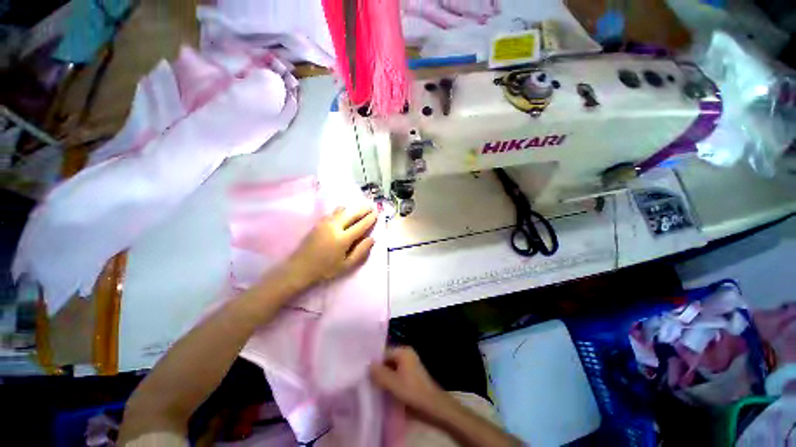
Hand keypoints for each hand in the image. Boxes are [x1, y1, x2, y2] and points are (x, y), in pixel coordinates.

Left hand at [286, 206, 377, 286]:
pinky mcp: (318, 223)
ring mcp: (325, 223)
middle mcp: (334, 227)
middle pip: (352, 214)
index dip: (370, 219)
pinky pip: (333, 213)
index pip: (360, 225)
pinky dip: (342, 211)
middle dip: (363, 209)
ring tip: (359, 209)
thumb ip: (361, 251)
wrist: (300, 267)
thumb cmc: (326, 269)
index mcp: (343, 239)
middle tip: (371, 206)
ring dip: (352, 209)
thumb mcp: (347, 265)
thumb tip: (372, 239)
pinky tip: (344, 214)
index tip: (376, 213)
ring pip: (341, 210)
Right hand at [370, 347, 451, 419]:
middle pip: (388, 360)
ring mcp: (410, 365)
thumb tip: (368, 365)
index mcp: (403, 351)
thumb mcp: (392, 383)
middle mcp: (407, 354)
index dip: (375, 363)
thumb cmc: (412, 391)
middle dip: (380, 371)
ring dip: (385, 377)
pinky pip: (398, 375)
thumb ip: (379, 373)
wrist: (433, 405)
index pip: (384, 353)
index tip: (365, 374)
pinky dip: (392, 381)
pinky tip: (385, 391)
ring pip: (392, 369)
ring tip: (375, 388)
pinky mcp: (412, 375)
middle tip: (368, 382)